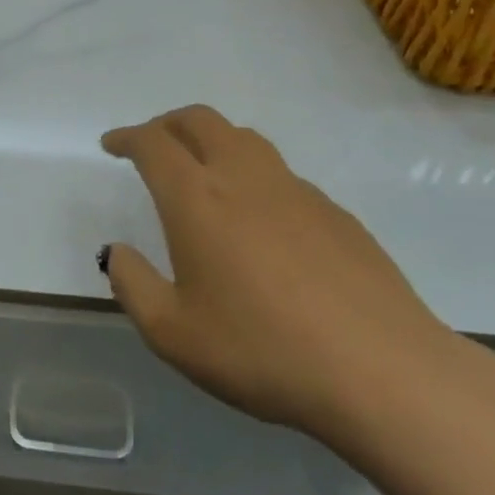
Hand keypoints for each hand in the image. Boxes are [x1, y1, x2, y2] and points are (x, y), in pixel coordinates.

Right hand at [100, 105, 457, 435]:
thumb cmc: (262, 352)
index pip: (154, 144)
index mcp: (197, 200)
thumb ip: (133, 285)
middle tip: (151, 146)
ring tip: (201, 172)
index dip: (127, 137)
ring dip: (212, 140)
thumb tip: (118, 251)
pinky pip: (281, 175)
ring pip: (245, 139)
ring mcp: (297, 192)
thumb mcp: (172, 333)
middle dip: (167, 124)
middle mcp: (245, 179)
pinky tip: (258, 222)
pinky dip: (252, 175)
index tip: (112, 145)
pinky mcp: (336, 213)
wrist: (383, 373)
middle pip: (201, 121)